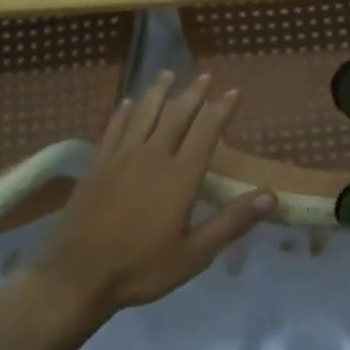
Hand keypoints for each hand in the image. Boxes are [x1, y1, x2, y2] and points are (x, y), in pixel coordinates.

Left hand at [31, 71, 275, 323]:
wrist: (77, 275)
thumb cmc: (141, 268)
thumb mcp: (195, 254)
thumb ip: (231, 222)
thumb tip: (271, 196)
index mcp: (180, 176)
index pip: (206, 131)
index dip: (221, 109)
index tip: (234, 91)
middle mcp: (152, 156)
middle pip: (176, 115)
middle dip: (193, 93)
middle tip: (205, 75)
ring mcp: (120, 157)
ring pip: (143, 114)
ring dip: (158, 92)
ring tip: (168, 74)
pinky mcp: (96, 165)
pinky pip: (113, 128)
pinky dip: (123, 112)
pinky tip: (126, 103)